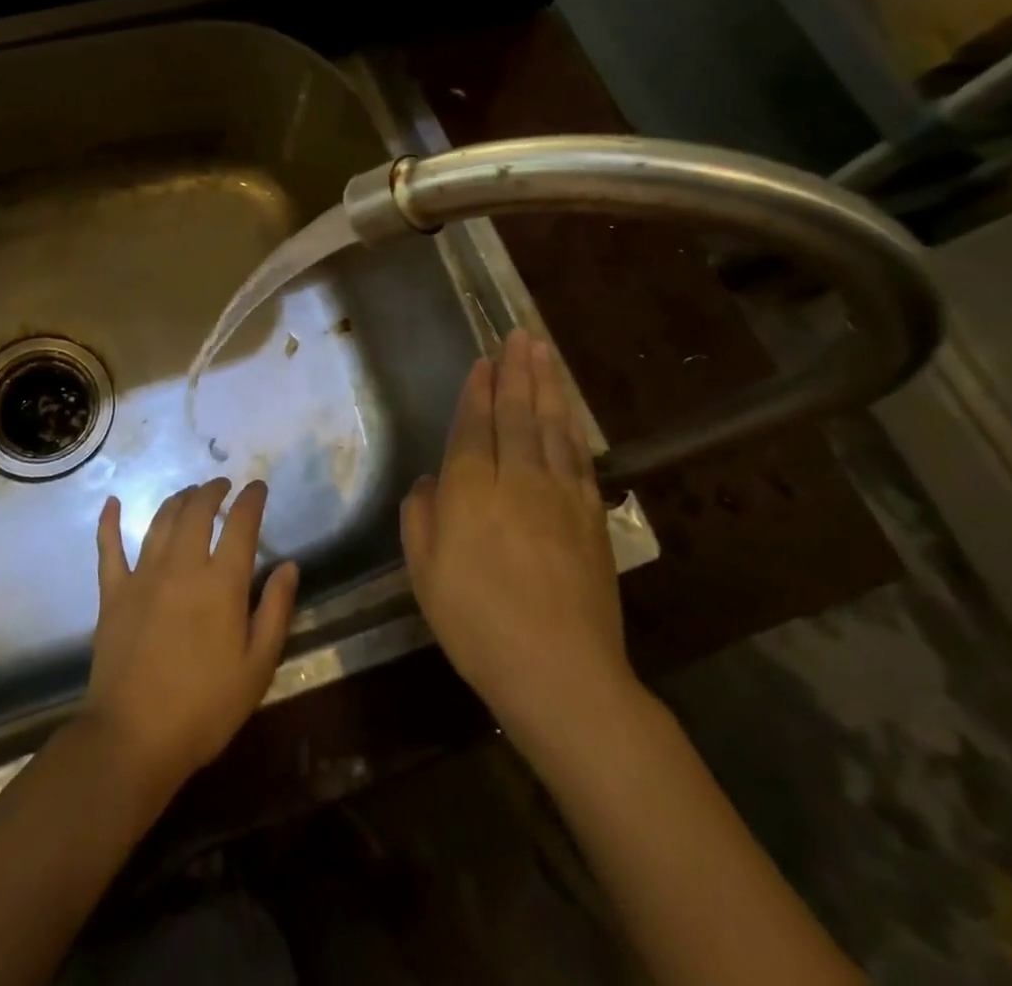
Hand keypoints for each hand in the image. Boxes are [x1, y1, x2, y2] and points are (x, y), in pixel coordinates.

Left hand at [84, 479, 299, 796]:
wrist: (133, 737)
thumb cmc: (204, 708)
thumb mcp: (257, 667)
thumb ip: (274, 611)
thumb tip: (289, 566)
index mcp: (221, 583)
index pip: (240, 525)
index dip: (251, 500)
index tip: (258, 487)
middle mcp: (181, 566)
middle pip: (197, 511)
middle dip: (212, 491)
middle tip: (222, 486)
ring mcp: (142, 576)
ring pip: (160, 521)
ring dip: (177, 500)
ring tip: (189, 493)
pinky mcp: (112, 592)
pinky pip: (108, 548)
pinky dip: (109, 522)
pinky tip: (112, 503)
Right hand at [401, 330, 637, 758]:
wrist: (561, 675)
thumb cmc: (477, 626)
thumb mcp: (424, 575)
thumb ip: (420, 519)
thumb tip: (430, 481)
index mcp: (470, 493)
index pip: (474, 428)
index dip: (477, 391)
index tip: (483, 360)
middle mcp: (517, 482)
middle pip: (516, 416)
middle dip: (516, 373)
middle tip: (519, 335)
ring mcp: (560, 497)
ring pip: (551, 428)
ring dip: (546, 387)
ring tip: (543, 352)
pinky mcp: (591, 518)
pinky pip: (579, 459)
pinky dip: (572, 428)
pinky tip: (568, 412)